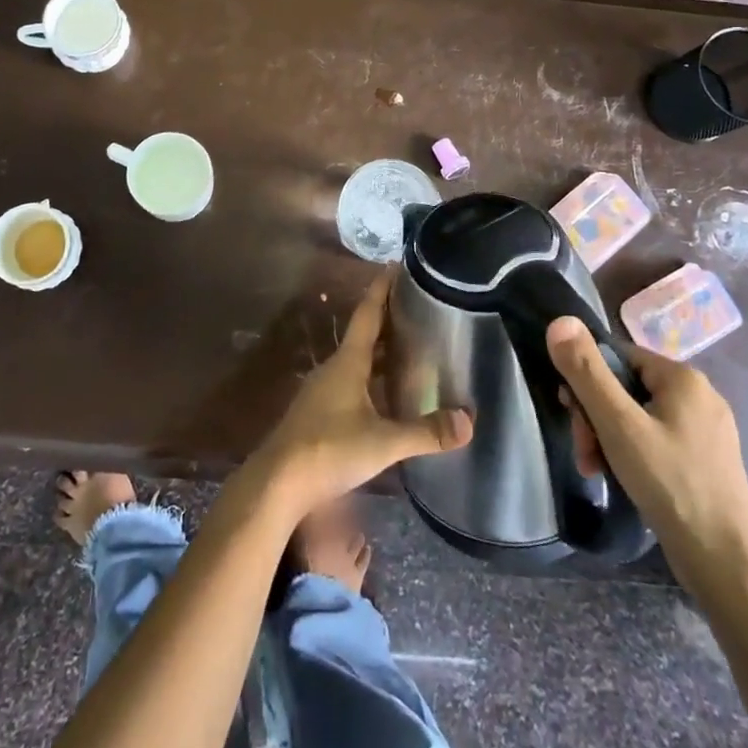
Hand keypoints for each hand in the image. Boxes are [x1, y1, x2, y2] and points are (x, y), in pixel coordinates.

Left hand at [252, 268, 473, 518]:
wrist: (278, 481)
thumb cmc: (329, 450)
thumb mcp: (383, 443)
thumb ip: (425, 432)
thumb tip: (469, 421)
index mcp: (348, 362)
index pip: (367, 314)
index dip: (382, 290)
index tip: (394, 266)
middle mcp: (335, 368)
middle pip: (364, 334)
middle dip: (388, 318)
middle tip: (416, 305)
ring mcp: (324, 390)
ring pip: (357, 359)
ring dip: (380, 349)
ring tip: (410, 344)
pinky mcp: (320, 411)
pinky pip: (352, 381)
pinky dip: (372, 375)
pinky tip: (387, 391)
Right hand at [546, 316, 747, 600]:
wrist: (726, 564)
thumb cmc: (670, 484)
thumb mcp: (618, 424)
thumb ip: (586, 372)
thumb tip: (560, 320)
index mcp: (683, 377)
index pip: (616, 356)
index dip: (587, 381)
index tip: (572, 414)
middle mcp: (700, 395)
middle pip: (626, 388)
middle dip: (596, 417)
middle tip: (584, 452)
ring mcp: (707, 430)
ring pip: (639, 417)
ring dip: (609, 438)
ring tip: (597, 470)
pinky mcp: (708, 460)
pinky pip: (657, 440)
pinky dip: (633, 454)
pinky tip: (623, 479)